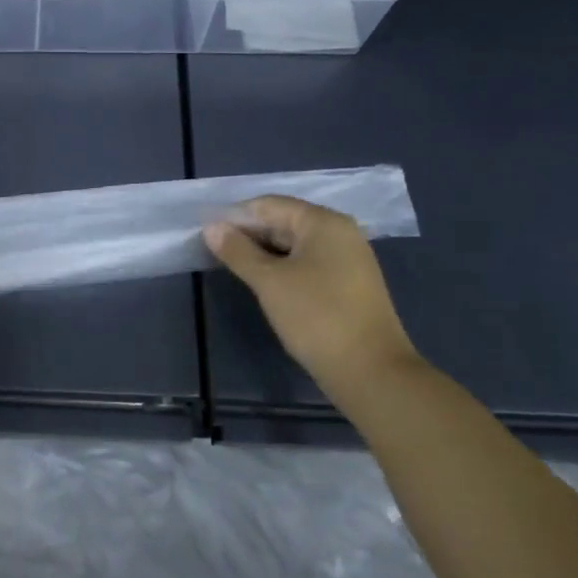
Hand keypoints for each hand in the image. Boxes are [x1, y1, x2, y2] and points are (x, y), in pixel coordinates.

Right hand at [205, 196, 418, 396]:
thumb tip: (211, 227)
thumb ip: (237, 251)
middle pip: (283, 221)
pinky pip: (308, 263)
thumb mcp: (269, 281)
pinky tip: (263, 282)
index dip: (235, 216)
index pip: (269, 205)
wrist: (371, 372)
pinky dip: (283, 267)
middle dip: (249, 234)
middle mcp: (340, 232)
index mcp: (323, 222)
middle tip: (214, 251)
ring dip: (263, 253)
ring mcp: (348, 258)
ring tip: (232, 266)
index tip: (206, 233)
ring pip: (295, 244)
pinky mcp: (349, 283)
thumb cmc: (317, 317)